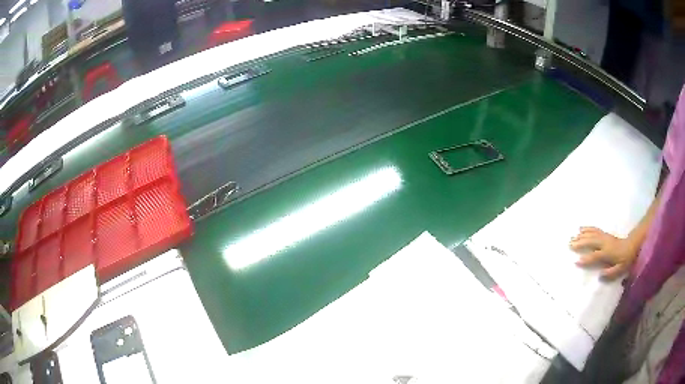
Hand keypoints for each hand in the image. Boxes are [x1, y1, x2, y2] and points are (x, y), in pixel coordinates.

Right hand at [569, 227, 638, 279]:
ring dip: (582, 235)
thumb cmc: (625, 259)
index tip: (576, 261)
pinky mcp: (604, 234)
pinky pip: (594, 229)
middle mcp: (604, 243)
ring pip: (591, 234)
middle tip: (570, 244)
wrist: (632, 245)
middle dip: (580, 243)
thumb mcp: (620, 269)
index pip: (595, 256)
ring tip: (572, 237)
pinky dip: (587, 228)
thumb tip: (600, 275)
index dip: (586, 259)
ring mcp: (604, 237)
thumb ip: (610, 273)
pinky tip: (581, 228)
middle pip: (591, 241)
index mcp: (608, 253)